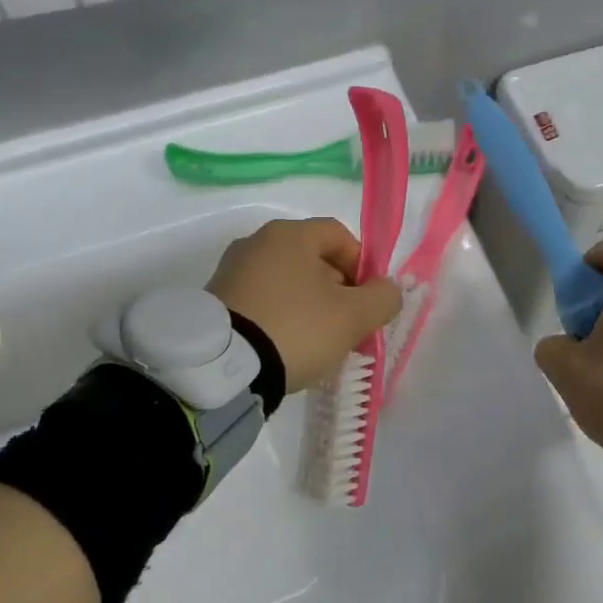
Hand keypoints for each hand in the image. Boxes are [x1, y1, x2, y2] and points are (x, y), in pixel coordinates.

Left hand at [207, 218, 401, 392]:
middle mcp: (256, 242)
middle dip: (337, 290)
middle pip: (312, 259)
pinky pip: (261, 300)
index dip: (362, 265)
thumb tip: (386, 290)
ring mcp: (231, 271)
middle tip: (346, 326)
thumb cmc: (295, 329)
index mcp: (289, 234)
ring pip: (287, 282)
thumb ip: (382, 298)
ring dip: (309, 306)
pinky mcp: (215, 300)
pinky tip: (285, 347)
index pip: (339, 236)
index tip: (367, 301)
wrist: (222, 368)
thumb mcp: (353, 317)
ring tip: (316, 343)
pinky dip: (280, 317)